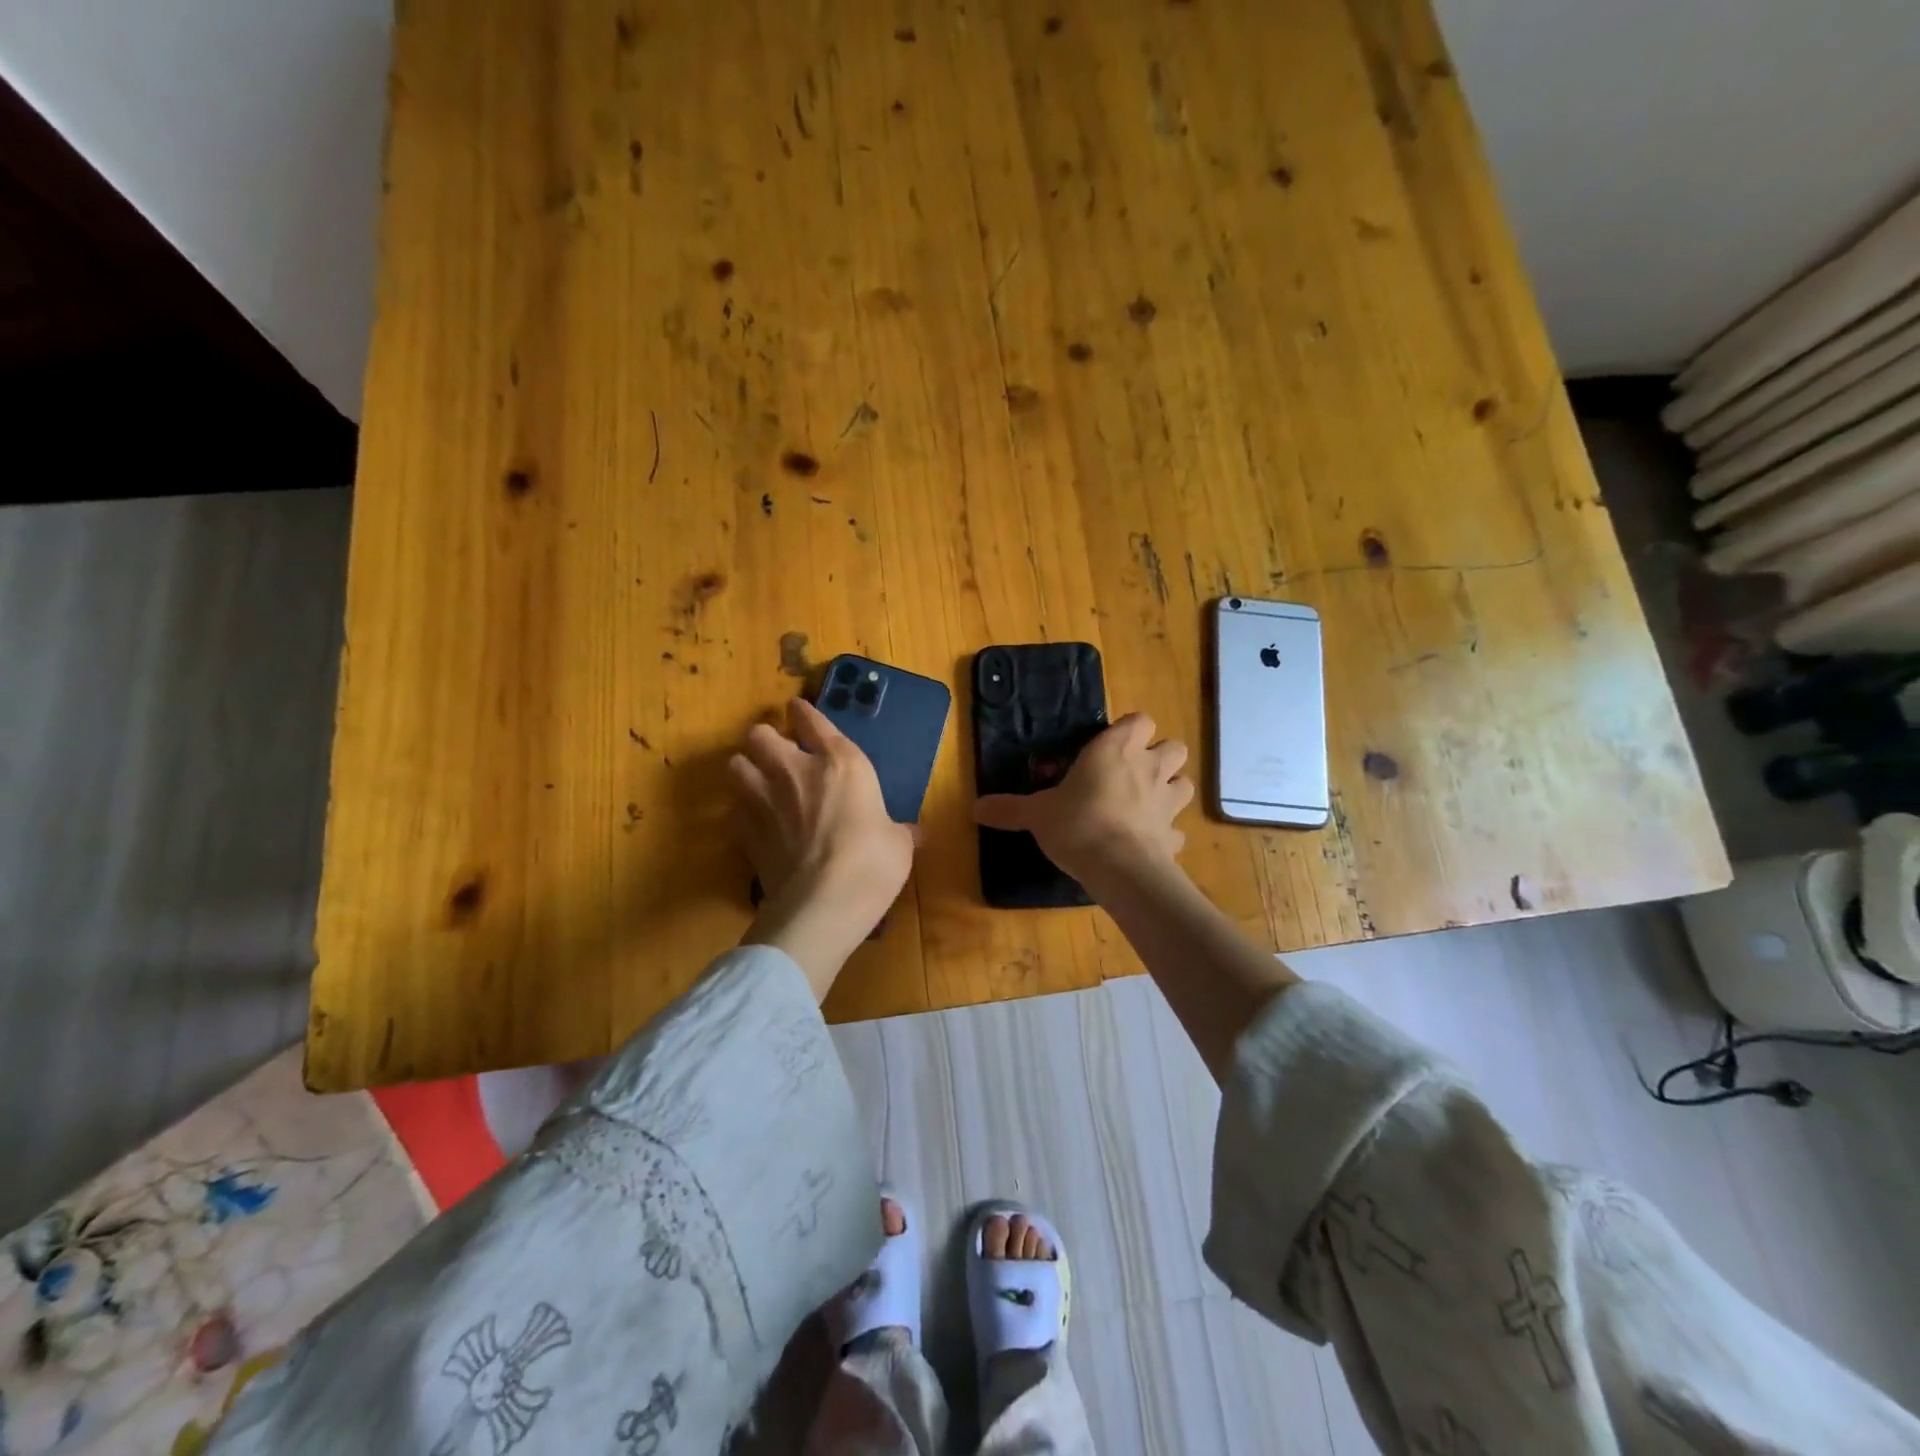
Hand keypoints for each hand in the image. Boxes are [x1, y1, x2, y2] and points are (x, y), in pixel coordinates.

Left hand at [730, 698, 915, 997]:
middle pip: (760, 734)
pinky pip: (734, 808)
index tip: (798, 709)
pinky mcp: (745, 832)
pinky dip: (742, 811)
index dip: (804, 712)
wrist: (822, 904)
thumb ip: (901, 831)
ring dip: (746, 769)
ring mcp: (764, 799)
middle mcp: (795, 770)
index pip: (813, 721)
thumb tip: (918, 833)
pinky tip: (755, 822)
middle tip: (777, 753)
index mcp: (840, 762)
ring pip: (736, 765)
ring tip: (758, 781)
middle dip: (766, 739)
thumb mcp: (898, 844)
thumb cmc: (871, 862)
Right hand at [973, 712, 1192, 884]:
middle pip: (1174, 747)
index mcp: (1116, 750)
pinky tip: (1147, 843)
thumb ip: (1009, 808)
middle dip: (1159, 756)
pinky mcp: (1174, 836)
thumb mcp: (1036, 814)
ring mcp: (1167, 802)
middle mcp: (1149, 768)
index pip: (1139, 720)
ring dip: (1170, 788)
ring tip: (1146, 803)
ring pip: (1184, 783)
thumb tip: (975, 808)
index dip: (1129, 730)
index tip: (1109, 747)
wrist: (1120, 868)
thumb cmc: (1078, 824)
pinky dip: (1166, 833)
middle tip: (1132, 773)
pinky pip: (1176, 830)